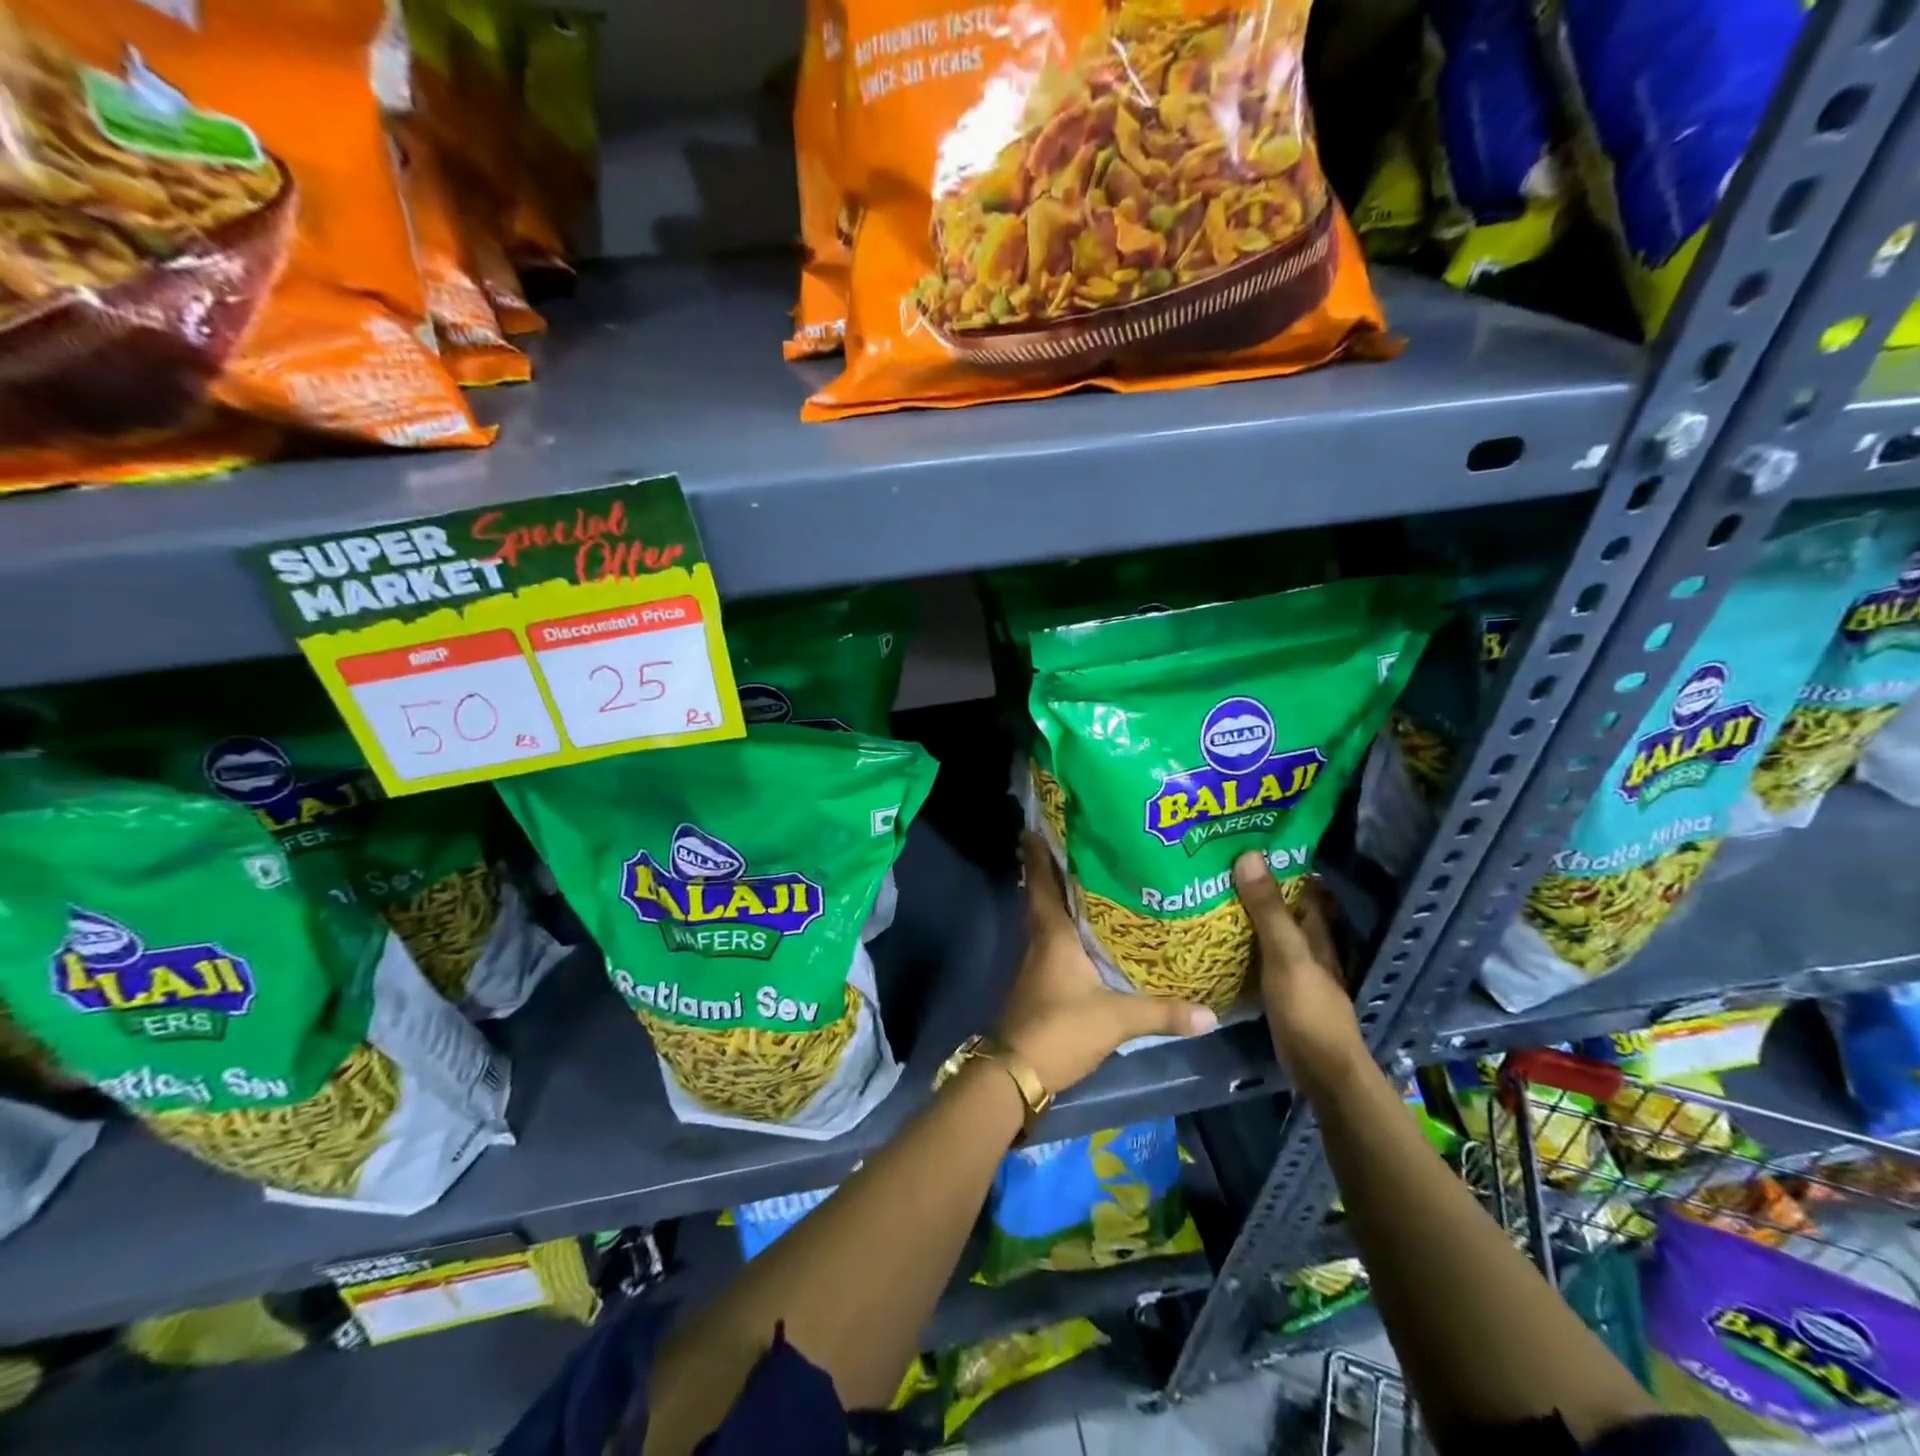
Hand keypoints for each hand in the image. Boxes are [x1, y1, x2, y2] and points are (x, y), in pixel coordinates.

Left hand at [996, 834, 1217, 1092]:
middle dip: (1053, 872)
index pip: (1041, 884)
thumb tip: (1211, 1012)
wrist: (1016, 1073)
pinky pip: (1053, 945)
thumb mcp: (1116, 1019)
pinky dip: (1067, 932)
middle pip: (1044, 898)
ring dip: (1062, 902)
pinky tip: (1088, 937)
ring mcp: (1036, 965)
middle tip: (1076, 847)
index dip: (1037, 855)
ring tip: (1091, 884)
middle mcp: (1040, 942)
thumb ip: (1162, 1012)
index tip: (1034, 826)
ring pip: (1048, 921)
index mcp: (1052, 935)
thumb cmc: (1060, 1029)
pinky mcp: (1040, 985)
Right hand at [1232, 851, 1366, 1087]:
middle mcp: (1306, 944)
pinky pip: (1255, 956)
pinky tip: (1212, 940)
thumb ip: (1268, 910)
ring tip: (1204, 894)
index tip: (1244, 841)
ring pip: (1266, 931)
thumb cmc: (1308, 1009)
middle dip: (1254, 886)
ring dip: (1243, 915)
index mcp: (1315, 930)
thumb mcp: (1286, 955)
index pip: (1301, 885)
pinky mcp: (1277, 989)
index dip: (1279, 863)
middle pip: (1281, 907)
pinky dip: (1238, 944)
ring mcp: (1292, 968)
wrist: (1321, 1072)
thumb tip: (1248, 855)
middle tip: (1213, 866)